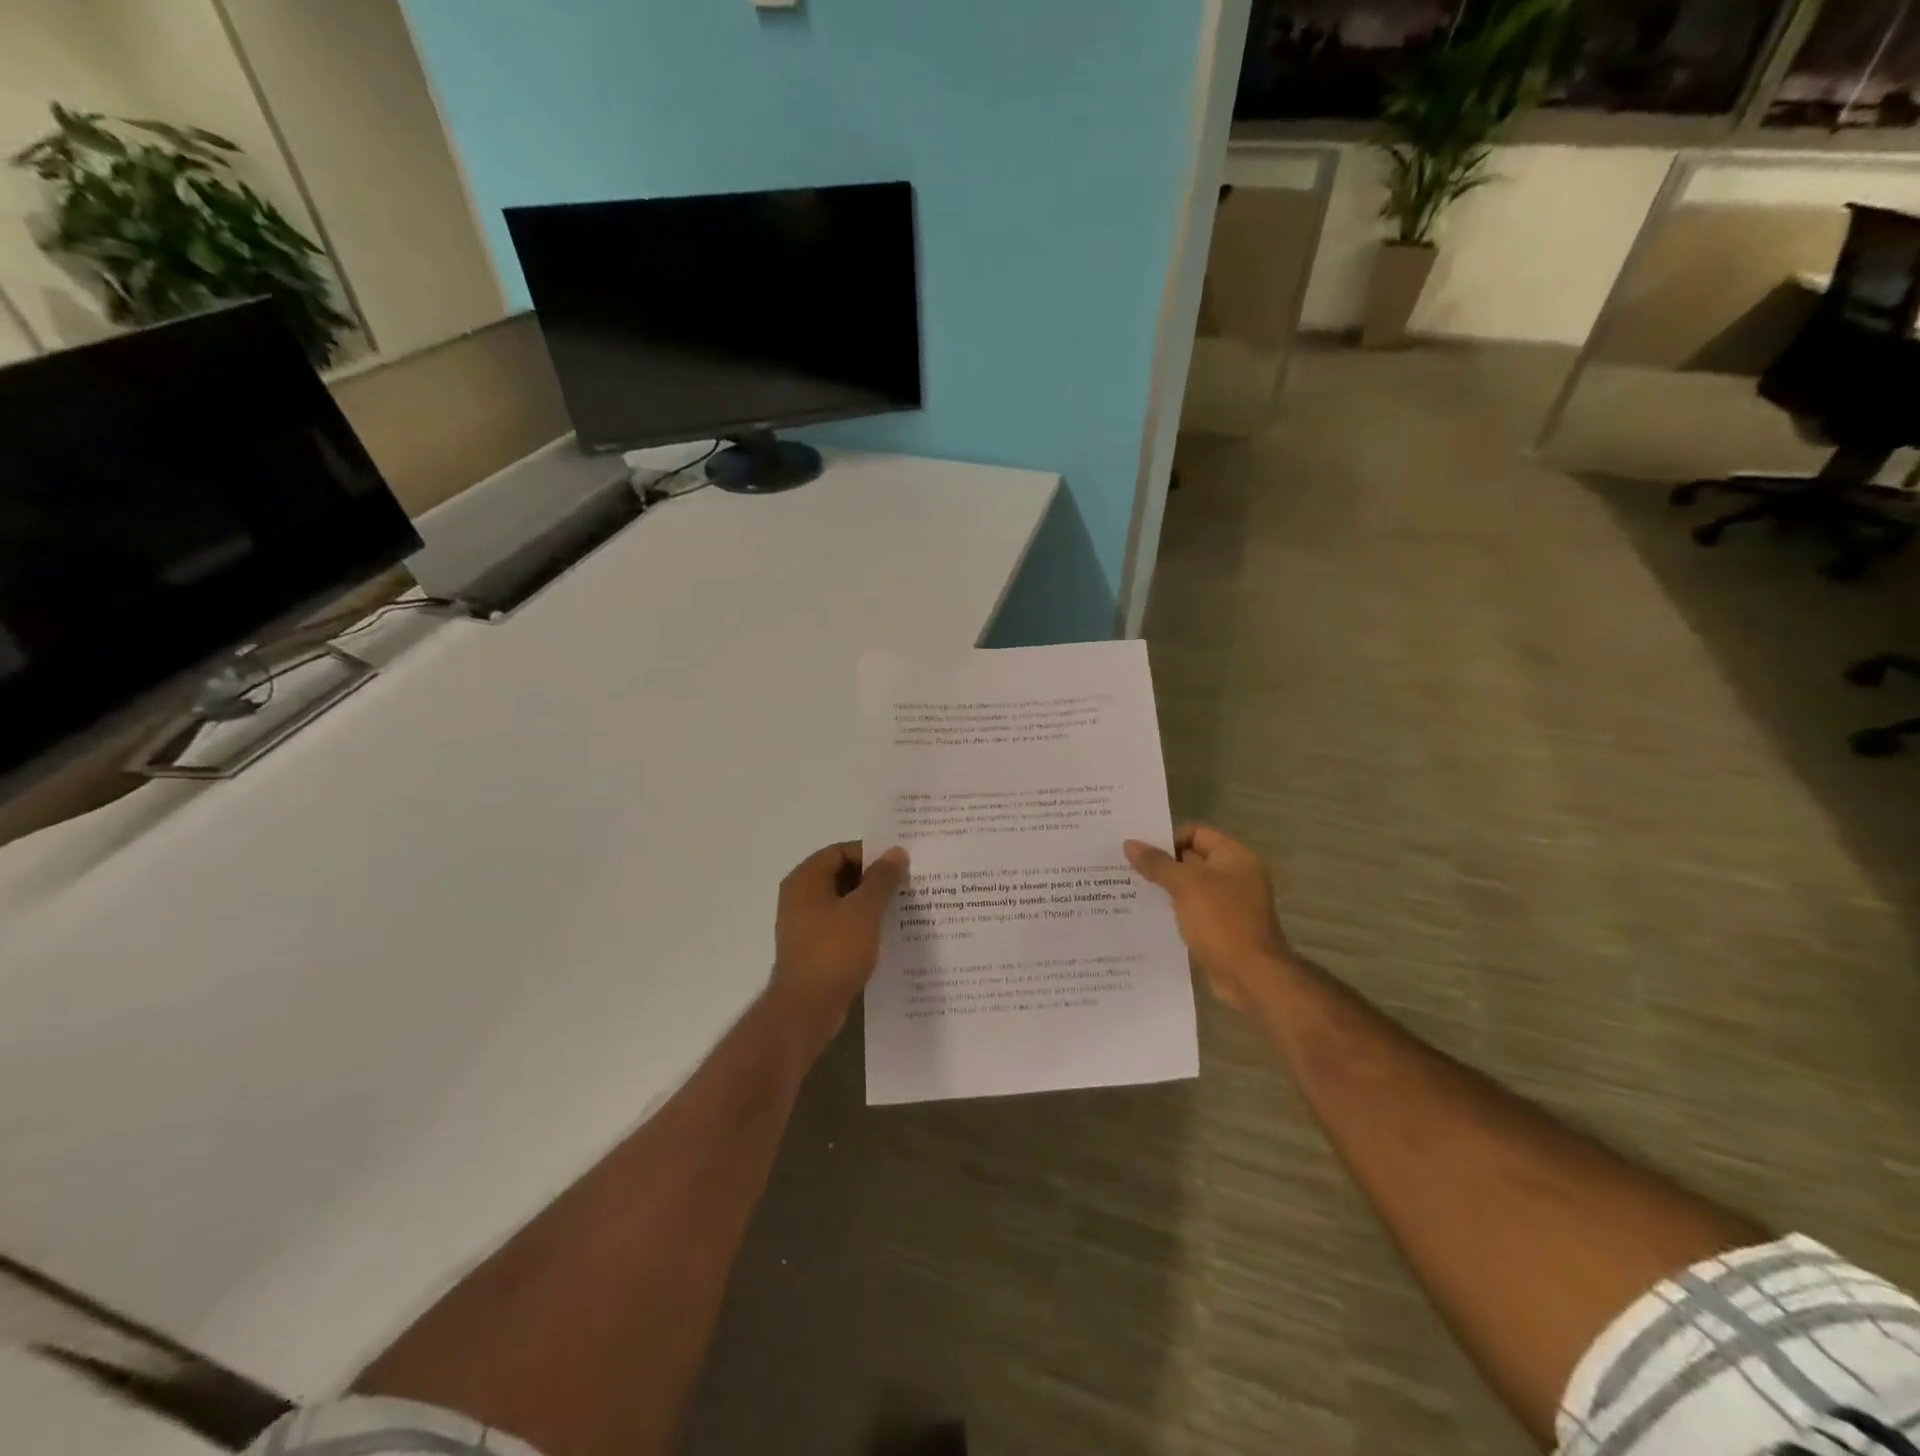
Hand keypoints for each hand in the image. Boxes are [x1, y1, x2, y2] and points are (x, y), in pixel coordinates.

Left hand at [771, 841, 909, 1033]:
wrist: (807, 1008)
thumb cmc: (834, 950)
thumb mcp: (864, 910)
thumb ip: (882, 878)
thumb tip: (896, 851)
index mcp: (806, 879)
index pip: (841, 851)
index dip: (871, 854)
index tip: (900, 865)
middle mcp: (799, 896)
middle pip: (841, 874)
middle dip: (873, 879)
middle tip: (906, 884)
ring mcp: (803, 924)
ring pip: (842, 902)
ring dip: (869, 903)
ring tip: (901, 908)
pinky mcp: (811, 948)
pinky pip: (839, 925)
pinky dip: (860, 924)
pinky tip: (885, 934)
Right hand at [1124, 825, 1294, 1011]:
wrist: (1252, 977)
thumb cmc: (1222, 921)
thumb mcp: (1185, 885)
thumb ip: (1157, 863)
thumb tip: (1129, 844)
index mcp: (1234, 857)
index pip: (1196, 833)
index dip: (1168, 840)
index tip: (1140, 854)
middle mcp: (1236, 876)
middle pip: (1192, 859)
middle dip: (1162, 864)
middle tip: (1126, 870)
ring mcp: (1230, 904)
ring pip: (1190, 888)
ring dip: (1166, 889)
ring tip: (1131, 891)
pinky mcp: (1223, 929)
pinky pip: (1194, 911)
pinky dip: (1175, 911)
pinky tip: (1150, 917)